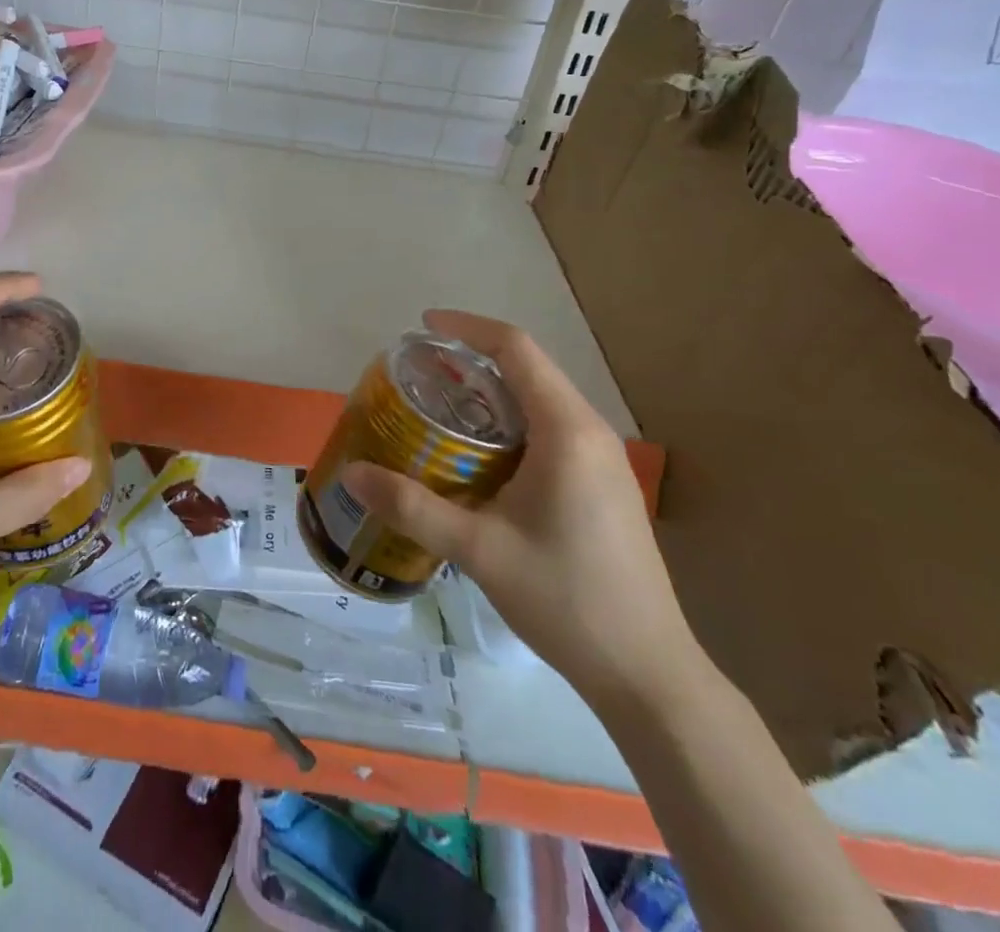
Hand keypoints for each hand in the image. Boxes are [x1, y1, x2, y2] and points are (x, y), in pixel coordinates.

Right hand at [340, 310, 699, 706]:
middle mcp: (590, 432)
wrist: (648, 673)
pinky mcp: (603, 486)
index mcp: (566, 430)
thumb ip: (411, 507)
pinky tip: (477, 458)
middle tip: (419, 375)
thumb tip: (351, 474)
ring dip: (491, 395)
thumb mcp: (478, 549)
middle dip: (472, 361)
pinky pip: (551, 430)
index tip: (423, 327)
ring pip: (540, 401)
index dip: (468, 327)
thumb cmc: (565, 598)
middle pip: (528, 369)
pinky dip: (509, 425)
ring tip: (439, 410)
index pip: (516, 348)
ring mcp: (602, 460)